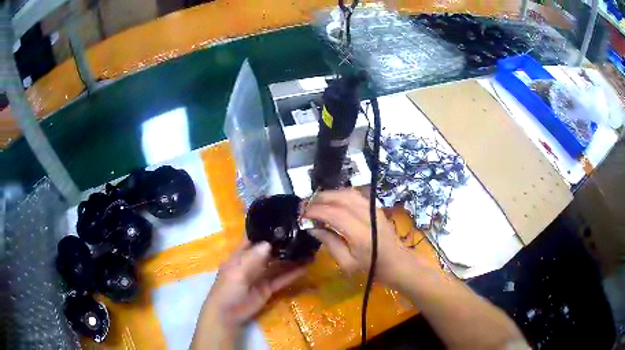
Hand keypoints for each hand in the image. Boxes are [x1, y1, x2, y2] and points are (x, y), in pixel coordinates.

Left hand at [192, 240, 305, 349]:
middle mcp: (252, 263)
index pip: (253, 238)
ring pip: (278, 264)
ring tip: (309, 249)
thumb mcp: (237, 272)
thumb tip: (269, 242)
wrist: (228, 315)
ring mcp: (261, 276)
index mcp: (240, 255)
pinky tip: (306, 266)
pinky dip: (293, 273)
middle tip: (302, 234)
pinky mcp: (269, 288)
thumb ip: (253, 258)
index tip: (282, 219)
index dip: (264, 229)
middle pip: (269, 250)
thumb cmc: (227, 290)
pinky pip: (282, 279)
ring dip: (291, 258)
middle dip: (283, 243)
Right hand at [302, 188, 410, 283]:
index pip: (334, 214)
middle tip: (304, 206)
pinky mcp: (375, 207)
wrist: (396, 262)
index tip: (302, 215)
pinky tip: (331, 200)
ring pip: (347, 193)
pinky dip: (340, 194)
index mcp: (360, 234)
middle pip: (340, 199)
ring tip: (314, 202)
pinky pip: (355, 194)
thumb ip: (329, 242)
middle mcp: (367, 216)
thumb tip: (313, 227)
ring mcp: (373, 209)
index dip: (315, 211)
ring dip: (328, 195)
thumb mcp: (346, 263)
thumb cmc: (371, 267)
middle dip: (319, 200)